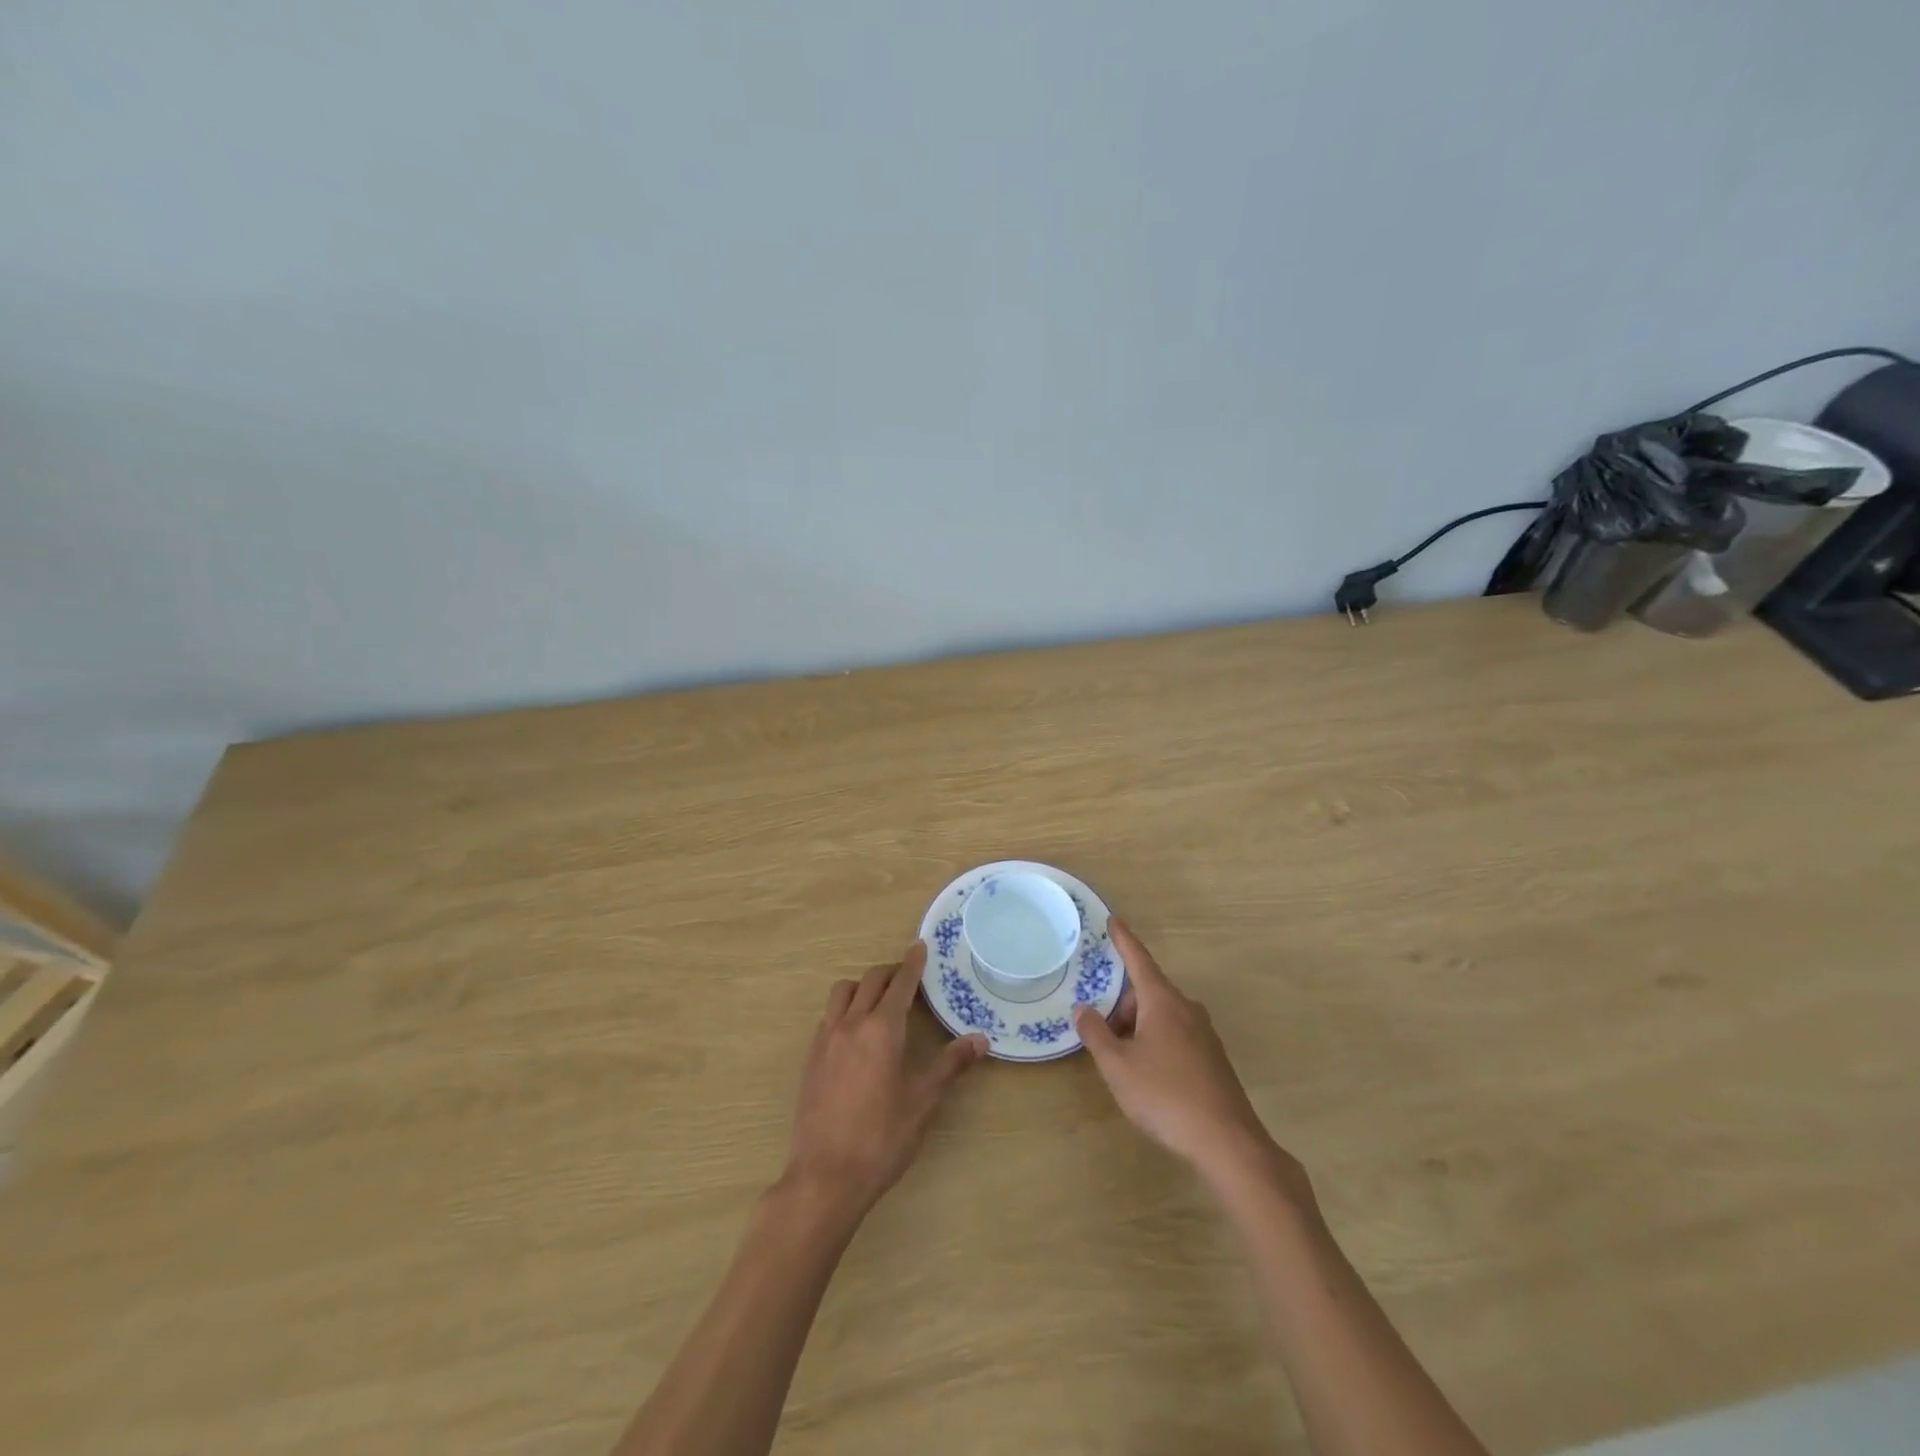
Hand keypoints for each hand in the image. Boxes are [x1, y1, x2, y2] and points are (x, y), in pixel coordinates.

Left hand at [782, 942, 987, 1219]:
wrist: (825, 1176)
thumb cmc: (882, 1138)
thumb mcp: (923, 1102)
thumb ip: (950, 1065)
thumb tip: (980, 1039)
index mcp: (882, 1029)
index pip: (900, 984)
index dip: (911, 963)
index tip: (918, 946)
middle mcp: (851, 1024)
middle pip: (869, 981)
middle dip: (890, 972)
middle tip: (907, 976)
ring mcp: (825, 1040)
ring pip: (842, 993)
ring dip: (862, 986)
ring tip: (879, 1000)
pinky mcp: (810, 1059)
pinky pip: (828, 1016)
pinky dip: (845, 1009)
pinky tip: (855, 1033)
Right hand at [1075, 920, 1310, 1202]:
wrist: (1227, 1142)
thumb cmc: (1165, 1096)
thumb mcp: (1118, 1066)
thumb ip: (1096, 1034)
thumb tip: (1083, 1009)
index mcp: (1163, 1002)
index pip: (1139, 959)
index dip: (1124, 940)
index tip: (1113, 919)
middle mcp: (1187, 1009)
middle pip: (1148, 990)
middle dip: (1122, 1002)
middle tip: (1099, 1027)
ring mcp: (1204, 1034)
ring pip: (1162, 1014)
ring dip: (1137, 1024)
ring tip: (1119, 1054)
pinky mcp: (1212, 1058)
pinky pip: (1176, 1033)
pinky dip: (1155, 1039)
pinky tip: (1146, 1071)